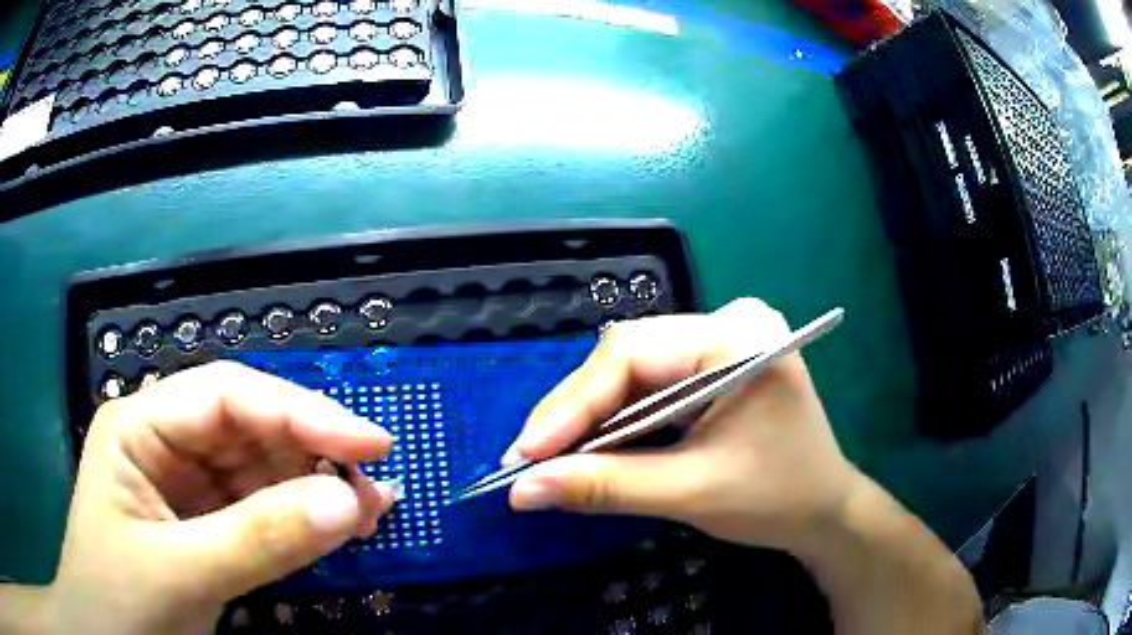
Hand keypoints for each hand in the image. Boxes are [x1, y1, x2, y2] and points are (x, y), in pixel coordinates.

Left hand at [41, 362, 395, 634]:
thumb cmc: (119, 602)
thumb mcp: (180, 573)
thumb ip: (259, 539)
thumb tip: (348, 502)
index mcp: (140, 426)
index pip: (226, 396)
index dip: (299, 410)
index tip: (370, 442)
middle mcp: (166, 444)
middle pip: (249, 429)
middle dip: (312, 452)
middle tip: (374, 486)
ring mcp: (186, 487)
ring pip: (261, 470)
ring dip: (315, 487)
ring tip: (370, 510)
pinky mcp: (206, 526)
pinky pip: (261, 510)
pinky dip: (303, 519)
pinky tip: (339, 525)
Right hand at [505, 298, 863, 553]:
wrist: (825, 510)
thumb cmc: (776, 499)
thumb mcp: (691, 493)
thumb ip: (605, 487)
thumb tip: (521, 490)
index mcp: (737, 339)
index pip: (632, 353)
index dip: (572, 404)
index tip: (524, 453)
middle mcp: (729, 323)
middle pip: (628, 358)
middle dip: (576, 413)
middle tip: (528, 460)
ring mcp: (723, 340)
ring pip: (633, 372)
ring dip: (592, 418)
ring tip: (548, 457)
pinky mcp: (716, 364)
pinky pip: (652, 384)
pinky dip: (619, 419)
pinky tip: (593, 445)